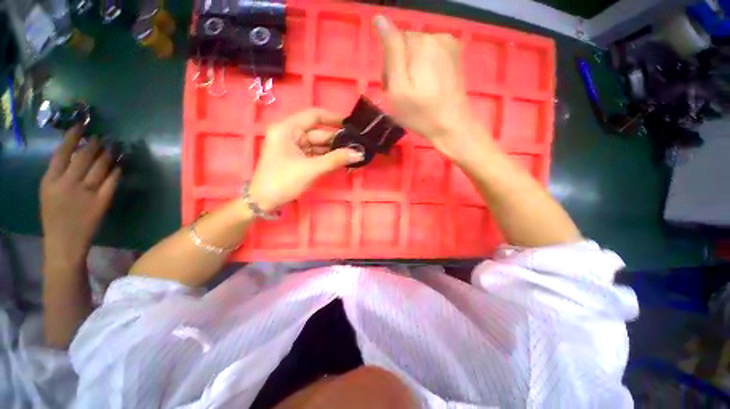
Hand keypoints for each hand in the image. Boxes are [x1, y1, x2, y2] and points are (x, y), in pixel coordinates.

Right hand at [40, 126, 120, 269]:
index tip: (82, 125)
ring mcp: (86, 193)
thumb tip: (75, 153)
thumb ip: (59, 173)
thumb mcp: (48, 192)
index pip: (62, 152)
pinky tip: (120, 165)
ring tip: (115, 147)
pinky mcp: (102, 202)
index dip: (73, 137)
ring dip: (109, 155)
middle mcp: (68, 183)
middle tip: (104, 137)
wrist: (64, 243)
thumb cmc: (55, 216)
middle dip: (95, 144)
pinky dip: (117, 171)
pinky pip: (112, 182)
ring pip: (100, 167)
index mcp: (50, 180)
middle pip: (84, 157)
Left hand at [248, 109, 363, 211]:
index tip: (351, 124)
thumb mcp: (311, 169)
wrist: (264, 202)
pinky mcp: (297, 158)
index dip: (333, 118)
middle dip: (337, 140)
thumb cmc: (283, 181)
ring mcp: (294, 147)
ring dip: (334, 150)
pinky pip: (316, 154)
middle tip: (357, 145)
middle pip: (318, 132)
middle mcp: (290, 134)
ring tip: (353, 153)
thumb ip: (336, 159)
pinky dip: (328, 158)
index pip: (314, 116)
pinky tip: (341, 161)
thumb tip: (358, 153)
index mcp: (287, 129)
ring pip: (318, 145)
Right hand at [375, 15, 478, 158]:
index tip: (392, 88)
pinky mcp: (455, 55)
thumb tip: (380, 19)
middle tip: (403, 94)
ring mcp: (449, 44)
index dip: (388, 66)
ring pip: (417, 50)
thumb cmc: (421, 113)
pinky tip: (427, 86)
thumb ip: (391, 52)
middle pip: (406, 45)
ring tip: (415, 93)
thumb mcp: (399, 88)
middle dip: (400, 66)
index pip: (393, 42)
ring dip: (411, 68)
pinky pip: (430, 55)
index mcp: (421, 43)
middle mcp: (437, 36)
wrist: (452, 127)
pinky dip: (424, 68)